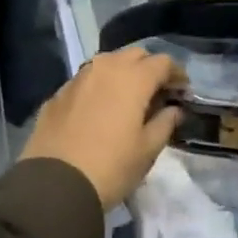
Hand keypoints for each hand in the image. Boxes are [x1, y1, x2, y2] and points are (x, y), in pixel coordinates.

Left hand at [22, 46, 184, 208]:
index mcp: (132, 78)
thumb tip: (174, 109)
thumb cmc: (111, 167)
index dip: (177, 74)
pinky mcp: (58, 92)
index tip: (182, 92)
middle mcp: (104, 68)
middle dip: (149, 68)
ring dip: (122, 73)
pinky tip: (100, 109)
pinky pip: (86, 79)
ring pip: (107, 63)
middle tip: (157, 93)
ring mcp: (78, 78)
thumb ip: (165, 123)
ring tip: (129, 99)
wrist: (55, 182)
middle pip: (134, 55)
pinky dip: (99, 86)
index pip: (162, 62)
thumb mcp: (147, 150)